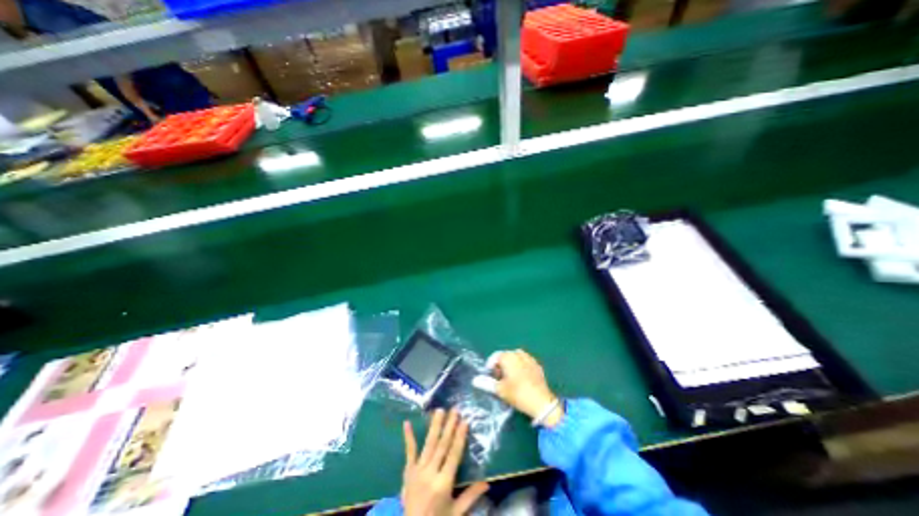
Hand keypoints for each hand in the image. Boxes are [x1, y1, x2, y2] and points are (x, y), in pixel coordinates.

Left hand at [404, 408, 487, 515]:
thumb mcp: (456, 513)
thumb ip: (470, 496)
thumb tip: (487, 482)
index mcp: (443, 483)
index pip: (454, 454)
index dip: (460, 437)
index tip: (464, 421)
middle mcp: (430, 473)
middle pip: (442, 445)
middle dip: (449, 426)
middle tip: (454, 410)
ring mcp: (418, 471)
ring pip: (428, 444)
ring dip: (435, 426)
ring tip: (439, 410)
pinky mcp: (408, 471)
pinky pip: (409, 452)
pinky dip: (408, 437)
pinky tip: (407, 423)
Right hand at [491, 351, 563, 425]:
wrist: (542, 403)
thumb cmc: (518, 394)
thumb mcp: (500, 390)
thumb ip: (486, 383)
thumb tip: (474, 380)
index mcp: (508, 357)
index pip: (495, 356)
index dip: (491, 366)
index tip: (491, 377)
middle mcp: (519, 354)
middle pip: (506, 356)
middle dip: (501, 365)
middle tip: (500, 379)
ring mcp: (530, 359)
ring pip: (516, 358)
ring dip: (512, 365)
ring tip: (511, 378)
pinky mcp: (538, 366)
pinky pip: (526, 362)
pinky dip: (521, 367)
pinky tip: (522, 379)